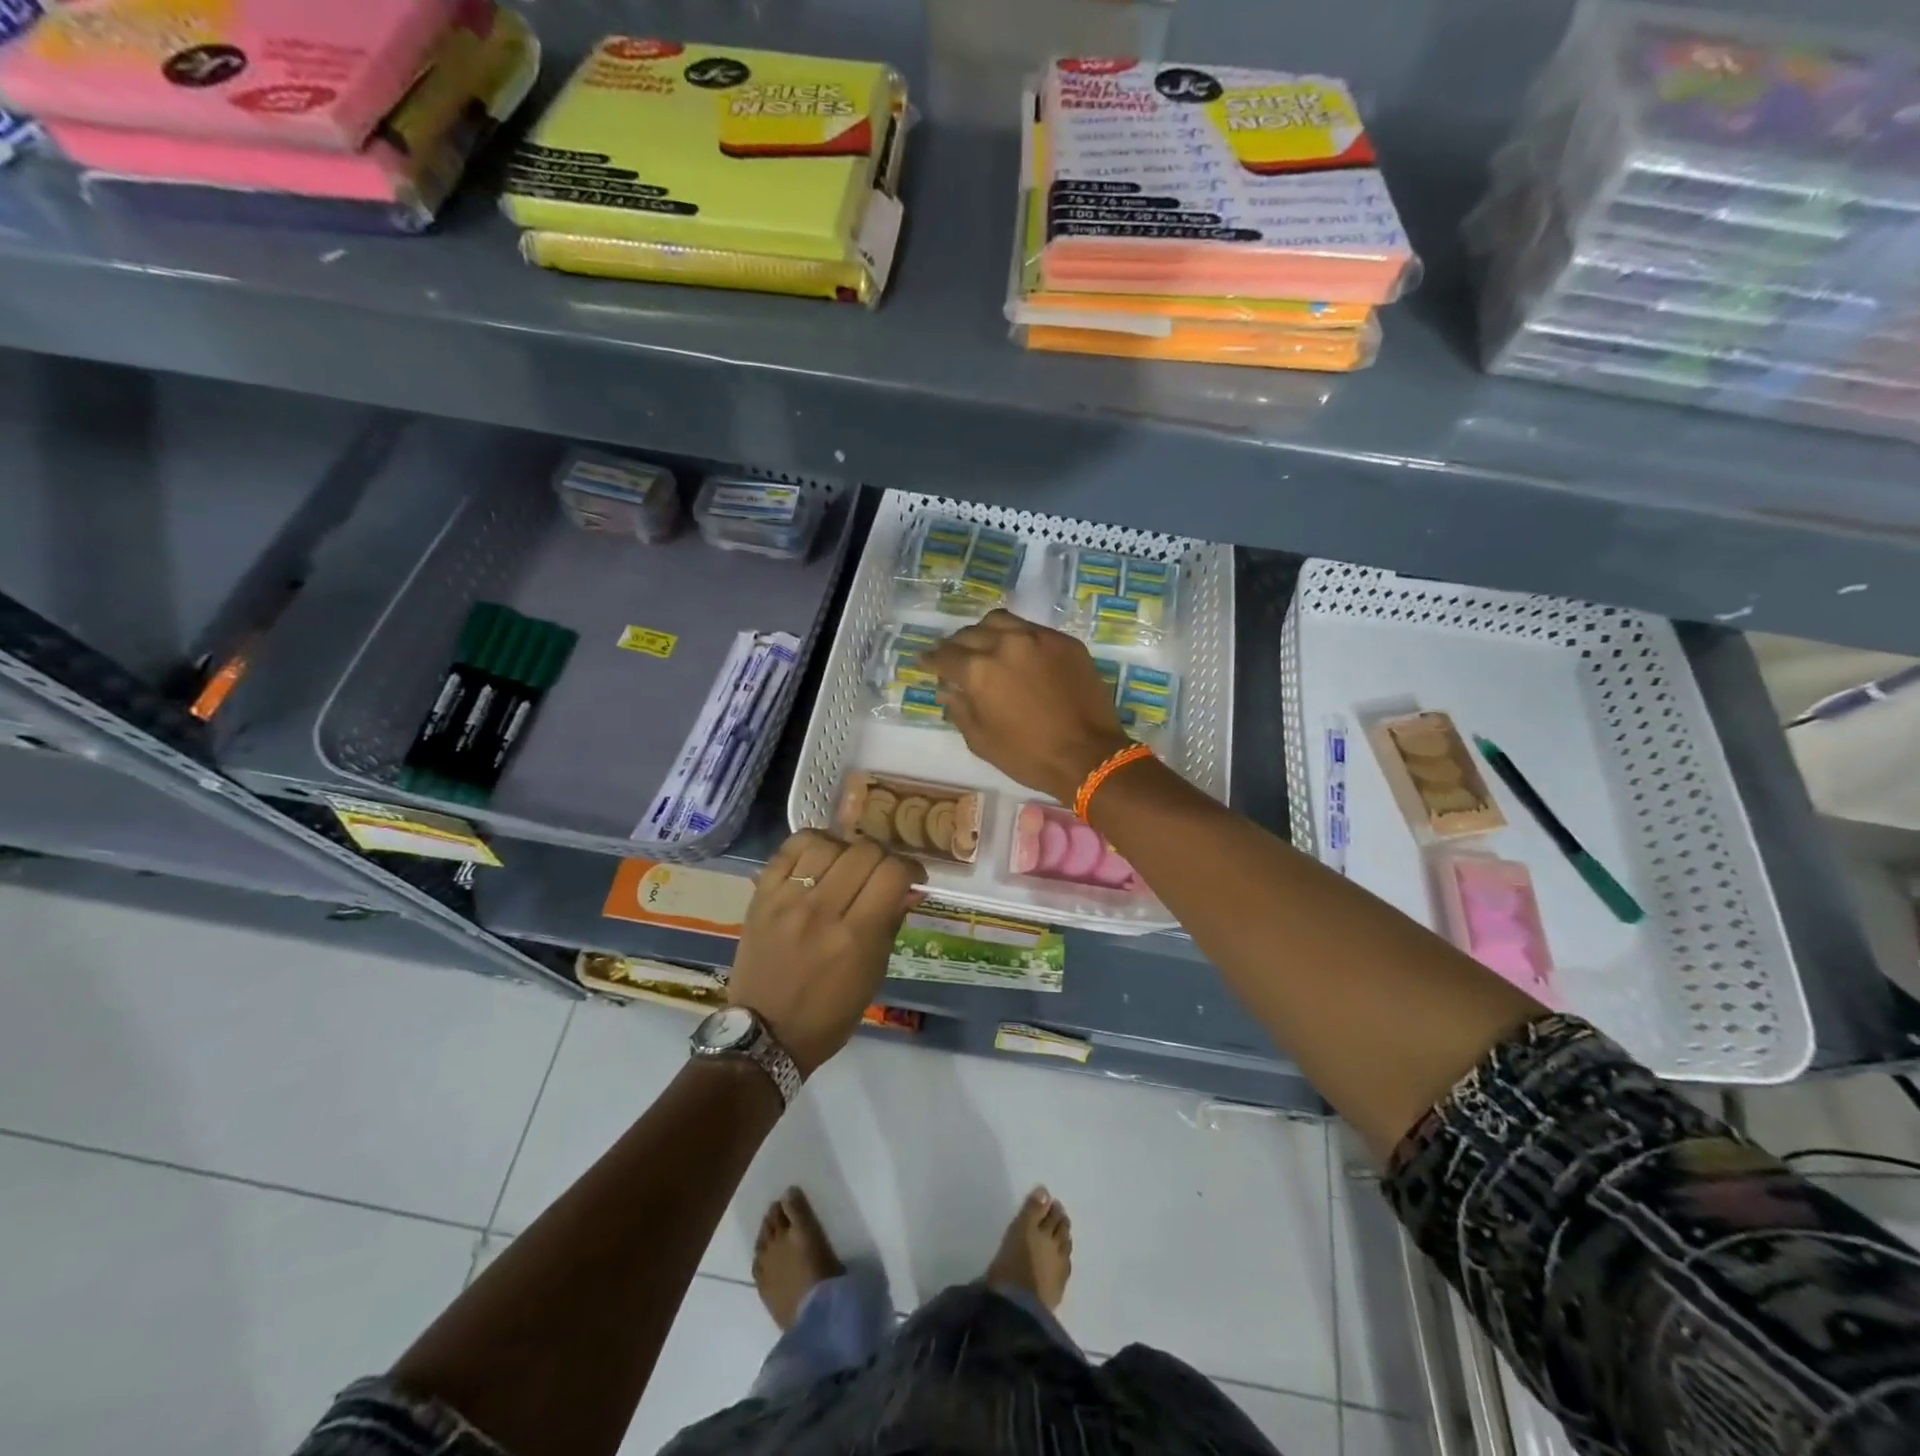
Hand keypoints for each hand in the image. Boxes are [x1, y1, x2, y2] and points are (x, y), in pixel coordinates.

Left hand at [729, 830, 924, 1077]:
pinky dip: (812, 844)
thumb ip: (890, 925)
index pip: (892, 874)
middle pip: (864, 852)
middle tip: (881, 872)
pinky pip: (789, 849)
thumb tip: (910, 888)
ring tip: (848, 863)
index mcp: (855, 938)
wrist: (765, 1033)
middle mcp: (822, 912)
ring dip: (847, 849)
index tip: (912, 878)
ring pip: (828, 844)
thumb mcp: (873, 976)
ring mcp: (787, 901)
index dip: (910, 869)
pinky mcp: (761, 896)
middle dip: (883, 857)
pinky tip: (820, 856)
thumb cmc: (829, 1014)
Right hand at [924, 610, 1133, 802]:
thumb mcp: (981, 741)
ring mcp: (1038, 638)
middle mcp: (1005, 644)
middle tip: (952, 657)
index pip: (944, 656)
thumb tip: (947, 688)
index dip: (930, 659)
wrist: (1088, 756)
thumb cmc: (1028, 756)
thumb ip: (959, 708)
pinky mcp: (1065, 642)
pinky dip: (1016, 636)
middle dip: (955, 645)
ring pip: (1000, 621)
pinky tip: (1017, 651)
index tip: (924, 661)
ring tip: (983, 645)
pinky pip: (1031, 629)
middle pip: (969, 633)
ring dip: (984, 631)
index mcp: (979, 670)